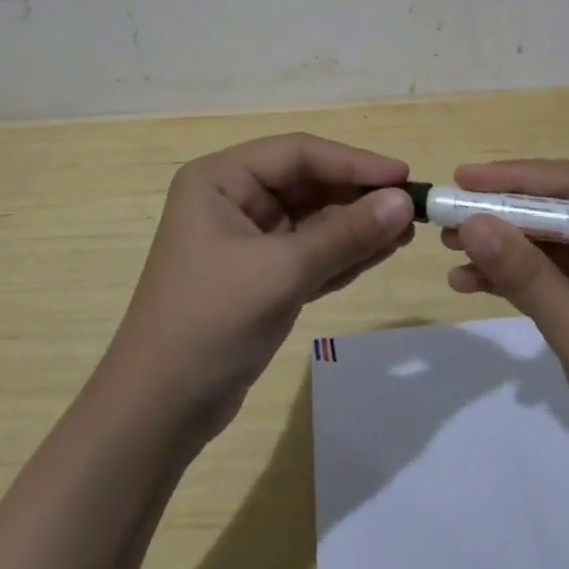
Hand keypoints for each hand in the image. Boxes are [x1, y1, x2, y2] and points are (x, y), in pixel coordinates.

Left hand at [105, 134, 414, 442]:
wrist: (158, 415)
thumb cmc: (211, 322)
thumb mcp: (283, 272)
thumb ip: (345, 234)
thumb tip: (403, 202)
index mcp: (221, 178)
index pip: (298, 153)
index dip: (352, 162)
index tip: (402, 175)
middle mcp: (232, 198)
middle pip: (307, 183)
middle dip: (356, 197)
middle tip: (410, 208)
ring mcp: (245, 238)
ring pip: (312, 219)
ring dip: (355, 226)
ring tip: (405, 231)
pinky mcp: (258, 275)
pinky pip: (308, 252)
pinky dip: (341, 254)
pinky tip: (379, 253)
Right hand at [441, 159, 568, 495]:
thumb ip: (528, 276)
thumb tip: (471, 222)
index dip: (514, 178)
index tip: (463, 180)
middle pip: (556, 210)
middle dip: (501, 213)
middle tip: (447, 215)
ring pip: (547, 241)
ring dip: (501, 245)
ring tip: (448, 248)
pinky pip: (549, 276)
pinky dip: (512, 278)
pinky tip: (469, 283)